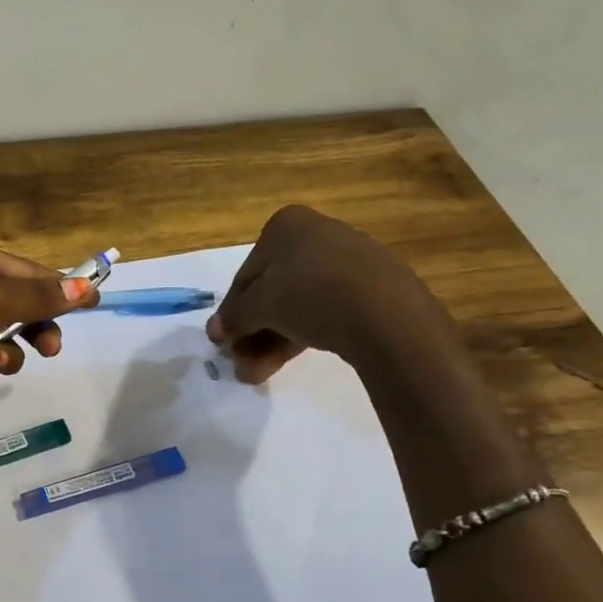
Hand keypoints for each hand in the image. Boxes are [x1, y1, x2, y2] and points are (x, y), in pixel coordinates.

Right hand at [209, 206, 447, 382]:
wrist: (386, 312)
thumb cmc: (310, 294)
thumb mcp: (259, 306)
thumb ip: (234, 318)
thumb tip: (216, 331)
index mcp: (285, 225)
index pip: (246, 275)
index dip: (231, 311)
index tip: (222, 341)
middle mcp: (316, 234)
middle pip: (272, 290)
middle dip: (253, 331)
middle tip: (240, 363)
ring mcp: (347, 261)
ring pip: (297, 304)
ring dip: (271, 340)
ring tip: (257, 375)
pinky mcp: (371, 288)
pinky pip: (325, 310)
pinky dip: (302, 334)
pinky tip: (287, 363)